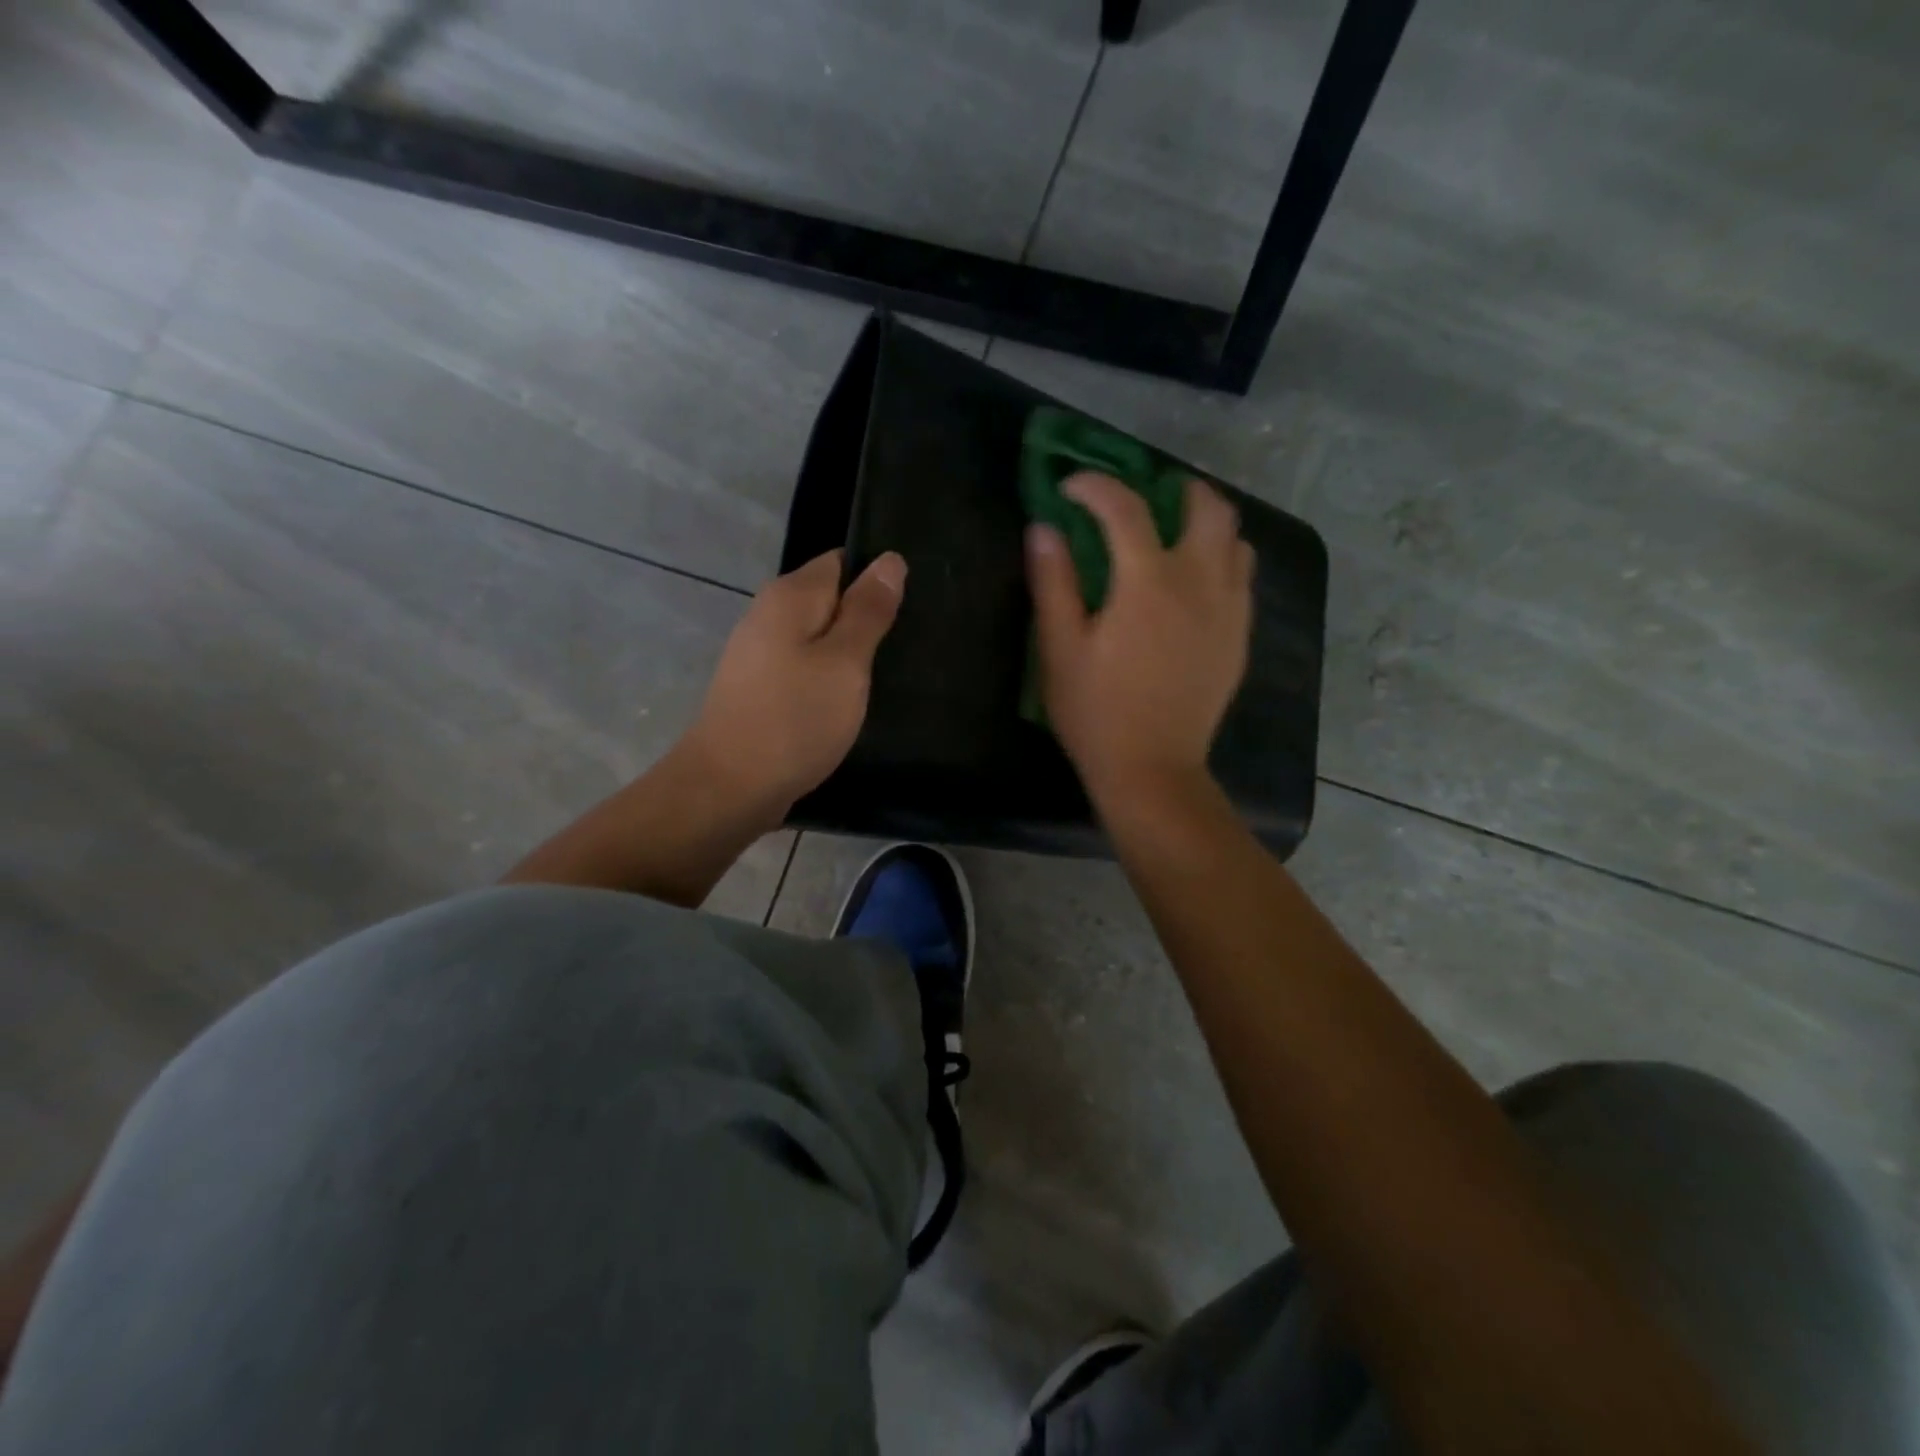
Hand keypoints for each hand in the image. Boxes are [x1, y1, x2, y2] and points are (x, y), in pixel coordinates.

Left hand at [680, 548, 905, 822]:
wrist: (730, 787)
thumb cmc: (795, 718)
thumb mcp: (845, 661)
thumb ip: (868, 610)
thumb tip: (889, 559)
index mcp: (789, 597)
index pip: (841, 562)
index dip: (876, 580)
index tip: (909, 610)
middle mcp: (768, 615)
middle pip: (829, 601)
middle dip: (865, 620)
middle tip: (906, 647)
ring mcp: (759, 655)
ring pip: (817, 639)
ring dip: (848, 655)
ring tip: (887, 676)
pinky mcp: (759, 690)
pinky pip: (803, 669)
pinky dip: (827, 680)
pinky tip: (849, 703)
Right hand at [1027, 472, 1252, 804]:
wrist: (1152, 769)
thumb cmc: (1096, 713)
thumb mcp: (1060, 649)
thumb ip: (1053, 582)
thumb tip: (1043, 528)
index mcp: (1148, 583)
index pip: (1125, 508)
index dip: (1095, 486)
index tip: (1070, 489)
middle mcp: (1200, 583)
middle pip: (1208, 507)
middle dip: (1173, 489)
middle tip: (1141, 500)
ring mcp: (1229, 610)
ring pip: (1235, 538)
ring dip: (1204, 522)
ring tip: (1171, 535)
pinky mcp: (1239, 636)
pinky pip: (1242, 576)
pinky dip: (1220, 559)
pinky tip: (1192, 583)